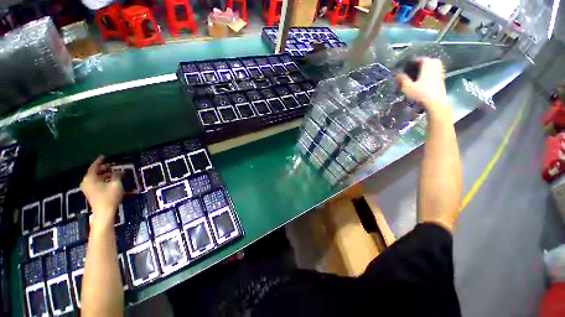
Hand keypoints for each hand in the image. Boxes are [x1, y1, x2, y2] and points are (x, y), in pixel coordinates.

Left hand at [80, 156, 122, 225]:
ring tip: (112, 172)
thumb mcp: (116, 184)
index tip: (104, 156)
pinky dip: (101, 179)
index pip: (94, 166)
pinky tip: (109, 180)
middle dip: (103, 168)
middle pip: (94, 172)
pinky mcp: (90, 192)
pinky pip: (94, 182)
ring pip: (95, 177)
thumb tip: (117, 171)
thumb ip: (116, 175)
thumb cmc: (110, 197)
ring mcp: (87, 188)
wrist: (104, 212)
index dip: (100, 161)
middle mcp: (86, 181)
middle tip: (111, 165)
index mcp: (90, 178)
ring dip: (103, 174)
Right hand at [396, 58, 449, 118]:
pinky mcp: (441, 81)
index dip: (413, 61)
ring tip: (420, 73)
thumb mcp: (408, 87)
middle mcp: (435, 68)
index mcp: (427, 66)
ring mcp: (440, 74)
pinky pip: (436, 73)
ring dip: (428, 68)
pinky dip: (431, 74)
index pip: (421, 59)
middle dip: (423, 62)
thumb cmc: (421, 93)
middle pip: (430, 61)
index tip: (408, 65)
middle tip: (416, 67)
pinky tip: (425, 80)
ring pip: (435, 67)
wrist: (435, 103)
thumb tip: (397, 74)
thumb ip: (402, 79)